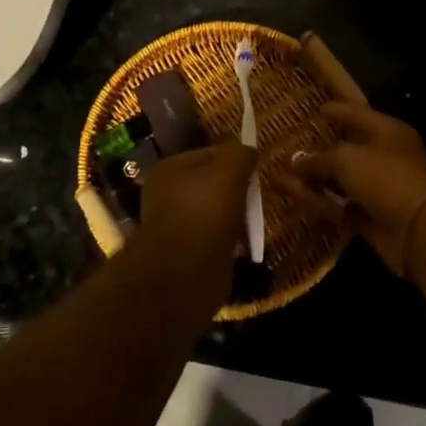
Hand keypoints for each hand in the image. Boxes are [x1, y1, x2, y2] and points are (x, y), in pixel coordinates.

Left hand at [136, 142, 256, 263]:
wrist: (185, 274)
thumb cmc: (205, 211)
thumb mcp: (228, 171)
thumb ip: (240, 154)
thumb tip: (249, 151)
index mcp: (170, 168)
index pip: (210, 153)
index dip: (236, 159)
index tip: (258, 170)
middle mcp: (167, 194)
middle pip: (212, 183)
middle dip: (236, 189)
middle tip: (259, 196)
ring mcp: (175, 225)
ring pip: (214, 211)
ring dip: (234, 216)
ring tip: (254, 221)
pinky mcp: (186, 253)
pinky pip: (214, 237)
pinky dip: (229, 239)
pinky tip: (245, 243)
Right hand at [284, 102, 425, 277]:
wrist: (419, 231)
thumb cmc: (386, 178)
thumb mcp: (348, 159)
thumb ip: (318, 159)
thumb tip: (294, 161)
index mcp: (387, 132)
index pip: (358, 115)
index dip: (337, 111)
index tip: (318, 109)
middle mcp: (384, 157)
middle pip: (346, 149)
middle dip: (318, 149)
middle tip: (292, 144)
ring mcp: (377, 188)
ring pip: (338, 180)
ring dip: (311, 179)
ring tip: (279, 174)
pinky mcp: (368, 216)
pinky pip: (337, 204)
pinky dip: (316, 200)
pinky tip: (290, 195)